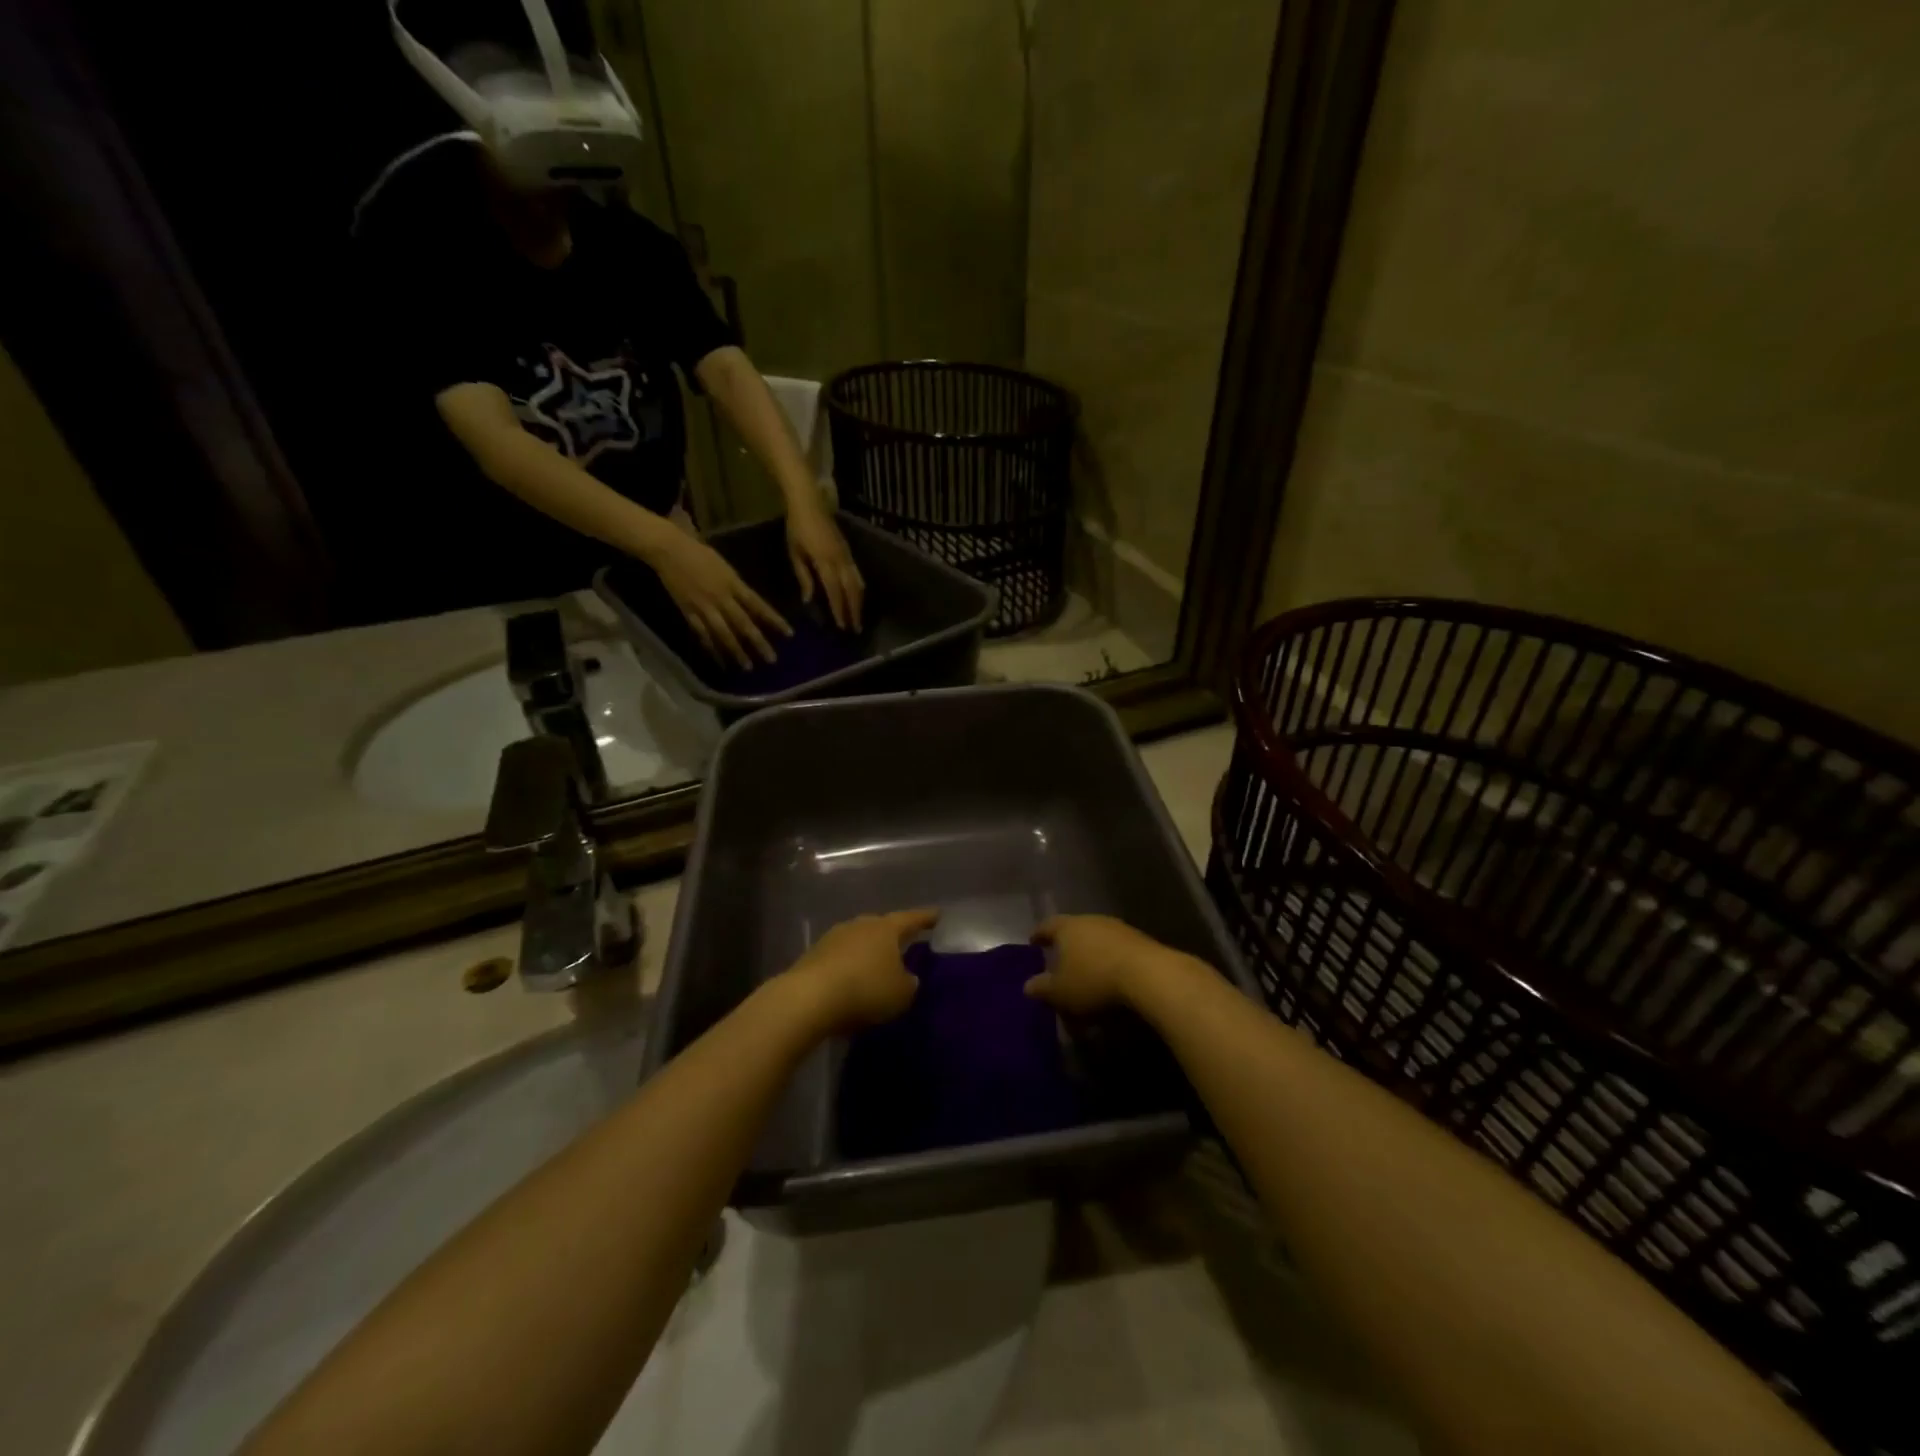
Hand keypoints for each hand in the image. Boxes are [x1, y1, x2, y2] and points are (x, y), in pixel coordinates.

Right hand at [644, 523, 791, 669]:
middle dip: (758, 643)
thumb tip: (752, 604)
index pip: (759, 605)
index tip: (789, 634)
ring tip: (748, 667)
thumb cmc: (699, 553)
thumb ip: (738, 586)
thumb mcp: (726, 567)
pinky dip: (712, 648)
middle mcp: (721, 598)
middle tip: (772, 660)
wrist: (669, 550)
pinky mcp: (688, 612)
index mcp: (733, 583)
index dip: (774, 620)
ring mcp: (704, 607)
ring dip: (737, 651)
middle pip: (743, 624)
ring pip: (724, 633)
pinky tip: (720, 661)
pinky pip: (702, 634)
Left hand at [784, 909, 936, 1031]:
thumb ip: (909, 984)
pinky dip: (848, 966)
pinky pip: (840, 957)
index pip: (911, 919)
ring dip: (867, 952)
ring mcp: (834, 937)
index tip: (937, 915)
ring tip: (876, 966)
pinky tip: (851, 981)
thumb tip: (907, 978)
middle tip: (904, 942)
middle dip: (892, 935)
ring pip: (858, 940)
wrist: (809, 997)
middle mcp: (860, 925)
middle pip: (881, 926)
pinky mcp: (814, 955)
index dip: (926, 918)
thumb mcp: (901, 994)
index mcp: (886, 928)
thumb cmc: (865, 990)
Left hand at [785, 495, 864, 631]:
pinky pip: (858, 573)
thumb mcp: (795, 553)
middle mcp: (840, 560)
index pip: (835, 591)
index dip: (839, 609)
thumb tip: (809, 599)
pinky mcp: (849, 551)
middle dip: (854, 610)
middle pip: (851, 590)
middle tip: (855, 628)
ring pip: (858, 582)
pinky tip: (858, 596)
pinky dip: (859, 588)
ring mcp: (847, 554)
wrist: (809, 502)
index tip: (842, 626)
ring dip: (859, 601)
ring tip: (858, 616)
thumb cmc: (796, 527)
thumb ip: (804, 577)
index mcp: (825, 561)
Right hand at [1024, 915, 1168, 1014]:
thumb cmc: (1094, 979)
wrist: (1149, 975)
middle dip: (1066, 947)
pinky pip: (1117, 950)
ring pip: (1097, 940)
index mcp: (1068, 927)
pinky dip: (1110, 963)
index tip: (1033, 942)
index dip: (1038, 935)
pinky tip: (1111, 980)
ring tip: (1087, 976)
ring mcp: (1118, 929)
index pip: (1047, 926)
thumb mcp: (1060, 991)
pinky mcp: (1140, 941)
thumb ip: (1042, 988)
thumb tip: (1028, 986)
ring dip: (1090, 956)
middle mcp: (1092, 921)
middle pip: (1074, 930)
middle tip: (1060, 963)